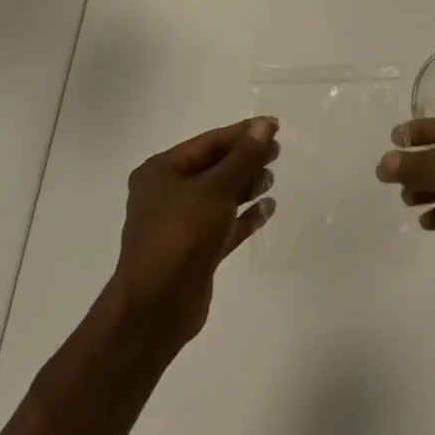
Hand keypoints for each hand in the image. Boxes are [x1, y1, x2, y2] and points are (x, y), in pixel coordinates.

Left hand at [109, 116, 278, 348]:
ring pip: (220, 196)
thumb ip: (243, 157)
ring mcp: (180, 224)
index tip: (275, 127)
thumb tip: (266, 125)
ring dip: (246, 186)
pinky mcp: (195, 251)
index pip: (209, 142)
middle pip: (214, 167)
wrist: (156, 309)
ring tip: (272, 179)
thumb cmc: (181, 236)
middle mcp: (167, 193)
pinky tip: (268, 209)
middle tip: (278, 152)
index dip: (243, 133)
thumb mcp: (215, 189)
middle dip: (245, 159)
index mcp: (162, 171)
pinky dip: (245, 216)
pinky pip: (224, 225)